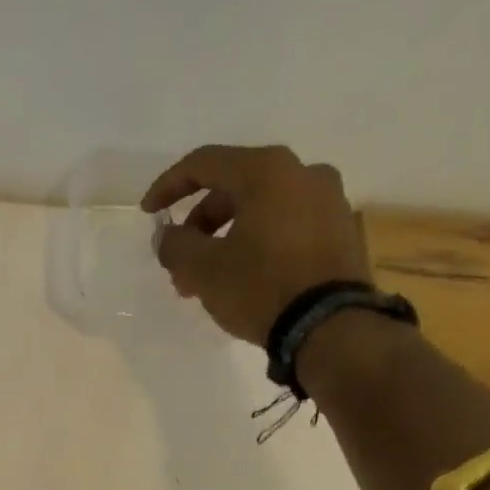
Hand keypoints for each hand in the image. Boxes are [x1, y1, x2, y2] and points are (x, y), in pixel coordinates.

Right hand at [141, 144, 370, 344]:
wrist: (330, 326)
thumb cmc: (260, 287)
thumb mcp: (203, 269)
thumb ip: (175, 245)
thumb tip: (168, 236)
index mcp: (267, 171)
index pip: (204, 163)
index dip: (168, 186)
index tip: (148, 214)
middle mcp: (303, 173)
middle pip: (234, 188)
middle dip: (200, 225)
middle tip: (180, 264)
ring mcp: (328, 201)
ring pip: (260, 210)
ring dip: (226, 238)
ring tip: (208, 280)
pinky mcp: (341, 231)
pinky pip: (286, 226)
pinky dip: (257, 244)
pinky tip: (243, 277)